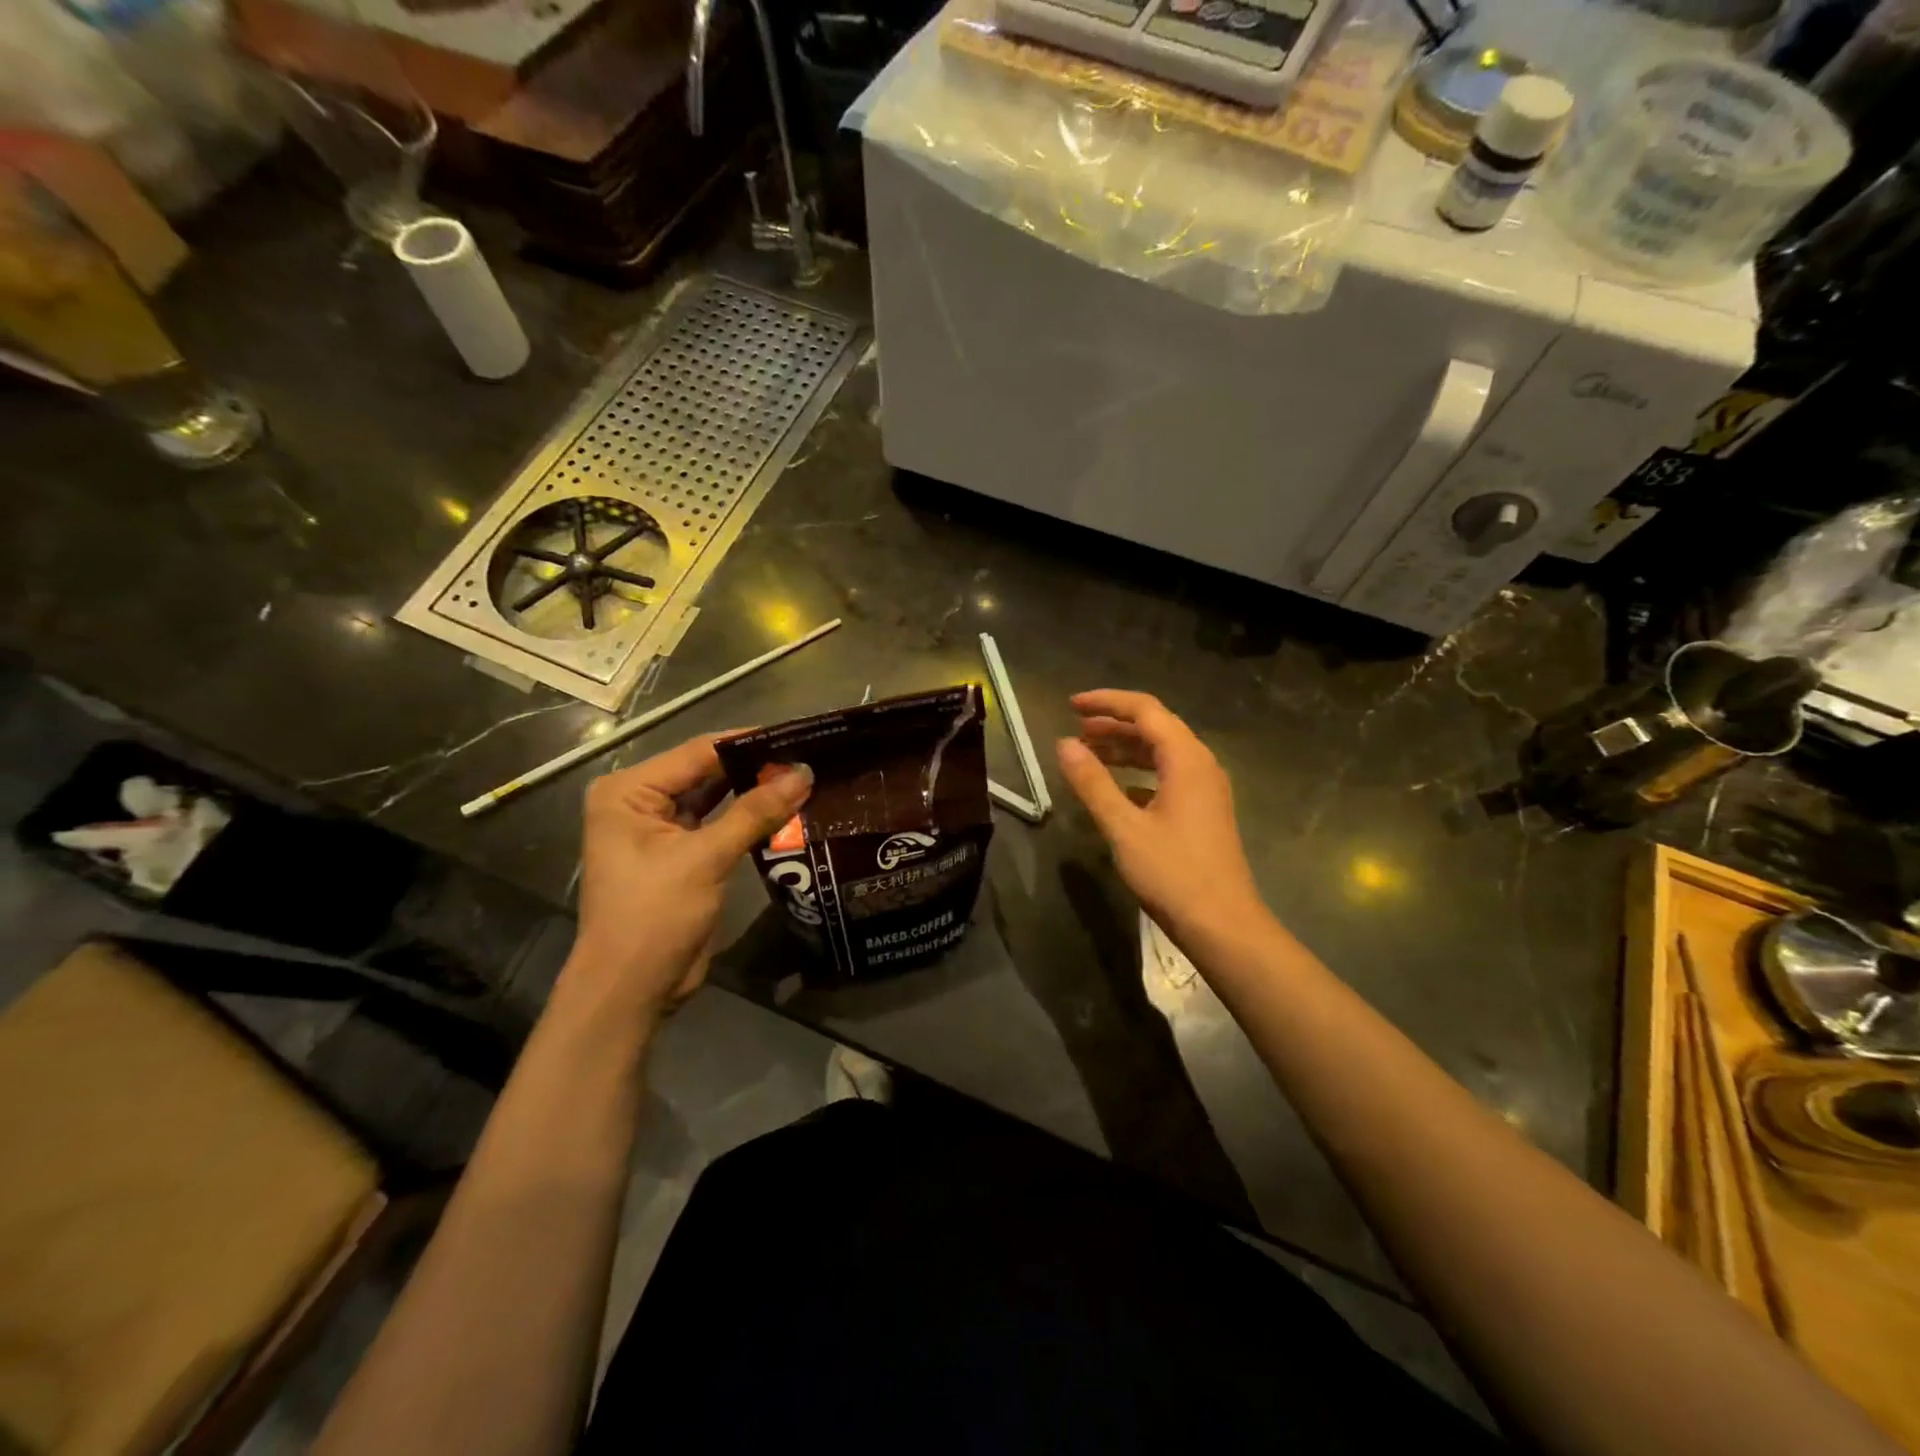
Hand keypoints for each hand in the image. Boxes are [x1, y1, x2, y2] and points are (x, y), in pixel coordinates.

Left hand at [565, 735, 810, 1027]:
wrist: (631, 989)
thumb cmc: (654, 915)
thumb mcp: (705, 858)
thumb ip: (755, 812)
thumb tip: (804, 773)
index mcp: (629, 791)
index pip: (697, 752)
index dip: (747, 743)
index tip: (797, 735)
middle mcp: (641, 802)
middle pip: (706, 772)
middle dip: (754, 768)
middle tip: (808, 757)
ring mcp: (661, 830)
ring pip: (716, 798)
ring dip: (755, 793)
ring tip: (805, 779)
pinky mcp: (682, 855)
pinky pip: (719, 825)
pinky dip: (749, 820)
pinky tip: (787, 810)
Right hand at [1055, 690, 1269, 949]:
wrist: (1223, 925)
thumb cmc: (1172, 873)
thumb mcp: (1123, 827)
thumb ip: (1092, 782)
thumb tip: (1063, 744)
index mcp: (1186, 759)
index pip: (1145, 710)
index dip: (1106, 702)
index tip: (1071, 705)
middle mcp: (1201, 764)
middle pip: (1155, 727)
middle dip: (1114, 724)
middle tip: (1075, 731)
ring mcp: (1206, 789)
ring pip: (1162, 753)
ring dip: (1125, 749)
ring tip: (1088, 754)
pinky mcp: (1204, 811)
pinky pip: (1167, 775)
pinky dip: (1138, 773)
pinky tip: (1115, 790)